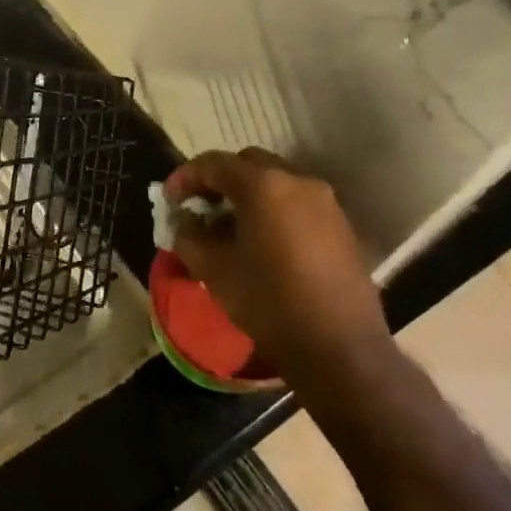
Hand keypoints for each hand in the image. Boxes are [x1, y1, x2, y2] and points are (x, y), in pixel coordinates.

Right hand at [165, 149, 391, 404]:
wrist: (338, 347)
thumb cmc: (268, 302)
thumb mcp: (213, 269)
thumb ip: (188, 236)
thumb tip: (184, 222)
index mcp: (263, 186)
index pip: (214, 163)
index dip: (185, 177)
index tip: (169, 200)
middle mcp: (298, 181)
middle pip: (248, 165)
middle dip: (219, 180)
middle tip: (200, 208)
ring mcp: (325, 202)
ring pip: (275, 182)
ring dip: (247, 195)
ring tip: (228, 228)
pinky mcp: (340, 226)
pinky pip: (296, 203)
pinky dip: (272, 210)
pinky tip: (261, 242)